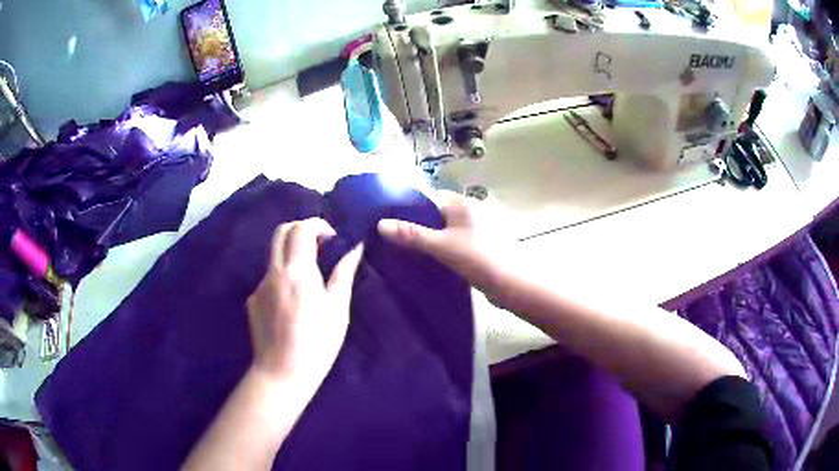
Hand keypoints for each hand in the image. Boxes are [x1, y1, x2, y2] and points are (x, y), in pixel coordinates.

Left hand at [246, 218, 362, 383]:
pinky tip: (292, 305)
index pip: (301, 229)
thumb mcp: (338, 310)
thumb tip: (355, 248)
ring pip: (274, 255)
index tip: (332, 239)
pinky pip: (269, 278)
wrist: (281, 373)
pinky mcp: (252, 300)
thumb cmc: (317, 344)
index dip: (317, 225)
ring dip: (291, 255)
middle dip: (300, 230)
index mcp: (297, 272)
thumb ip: (344, 274)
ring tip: (308, 281)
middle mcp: (274, 272)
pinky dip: (282, 278)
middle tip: (318, 246)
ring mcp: (259, 286)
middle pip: (281, 232)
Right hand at [378, 191, 513, 307]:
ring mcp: (478, 228)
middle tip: (396, 238)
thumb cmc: (478, 258)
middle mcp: (471, 211)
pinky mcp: (480, 245)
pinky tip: (430, 260)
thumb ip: (411, 235)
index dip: (410, 207)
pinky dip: (442, 248)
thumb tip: (381, 224)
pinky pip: (455, 241)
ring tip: (408, 250)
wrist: (511, 284)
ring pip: (446, 229)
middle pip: (437, 213)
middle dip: (418, 224)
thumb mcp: (441, 246)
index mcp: (463, 203)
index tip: (391, 221)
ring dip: (430, 238)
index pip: (430, 197)